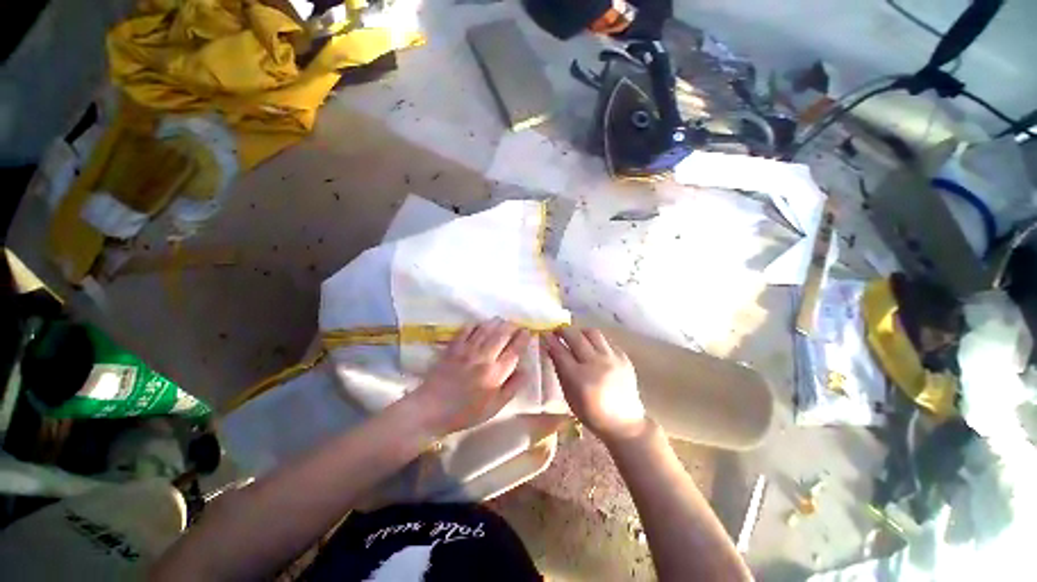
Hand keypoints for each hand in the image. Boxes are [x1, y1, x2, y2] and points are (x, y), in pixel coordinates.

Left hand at [407, 318, 530, 437]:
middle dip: (511, 326)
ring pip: (486, 330)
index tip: (527, 331)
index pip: (514, 350)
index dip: (522, 339)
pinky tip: (479, 323)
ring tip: (501, 320)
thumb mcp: (494, 407)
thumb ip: (512, 388)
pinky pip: (466, 330)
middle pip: (501, 335)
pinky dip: (475, 324)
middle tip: (515, 323)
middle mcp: (484, 358)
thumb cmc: (465, 412)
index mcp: (496, 374)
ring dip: (495, 322)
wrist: (432, 409)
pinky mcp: (453, 348)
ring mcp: (467, 351)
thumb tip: (525, 370)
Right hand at [544, 327, 646, 442]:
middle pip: (575, 337)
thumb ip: (560, 370)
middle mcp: (596, 364)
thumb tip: (551, 349)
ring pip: (593, 333)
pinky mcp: (624, 358)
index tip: (545, 334)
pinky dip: (596, 341)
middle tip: (558, 331)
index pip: (560, 351)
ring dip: (580, 332)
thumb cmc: (592, 414)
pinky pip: (607, 341)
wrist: (624, 423)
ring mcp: (612, 359)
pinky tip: (593, 348)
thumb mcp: (569, 396)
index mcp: (579, 378)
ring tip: (576, 336)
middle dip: (563, 330)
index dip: (551, 341)